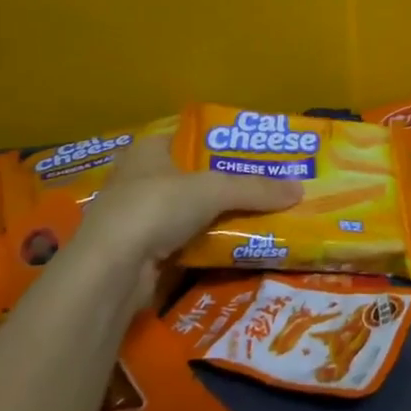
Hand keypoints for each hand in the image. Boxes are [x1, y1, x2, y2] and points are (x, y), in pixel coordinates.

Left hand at [75, 134, 301, 267]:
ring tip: (262, 216)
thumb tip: (300, 190)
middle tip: (268, 187)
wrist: (110, 272)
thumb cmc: (155, 208)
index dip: (224, 143)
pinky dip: (208, 244)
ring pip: (191, 212)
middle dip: (228, 184)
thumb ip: (256, 189)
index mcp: (149, 150)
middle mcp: (140, 179)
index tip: (257, 153)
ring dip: (220, 217)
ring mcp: (139, 218)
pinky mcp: (142, 253)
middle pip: (195, 177)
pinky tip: (237, 246)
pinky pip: (186, 242)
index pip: (192, 138)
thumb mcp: (214, 190)